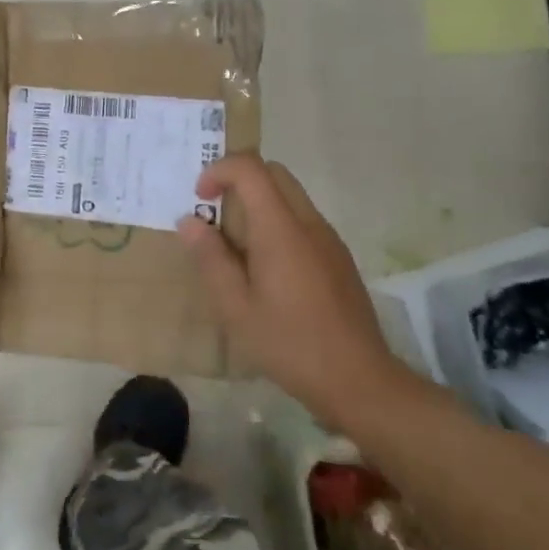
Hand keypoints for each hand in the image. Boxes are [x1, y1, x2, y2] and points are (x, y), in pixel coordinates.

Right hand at [177, 154, 415, 430]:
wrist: (359, 380)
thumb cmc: (289, 344)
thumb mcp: (235, 308)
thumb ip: (211, 258)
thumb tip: (190, 221)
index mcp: (280, 229)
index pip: (250, 169)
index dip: (218, 171)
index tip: (200, 199)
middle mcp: (308, 223)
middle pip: (273, 172)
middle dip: (238, 180)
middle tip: (215, 214)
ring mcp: (329, 239)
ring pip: (290, 195)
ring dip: (258, 202)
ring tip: (236, 246)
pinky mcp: (338, 257)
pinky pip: (303, 219)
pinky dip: (277, 222)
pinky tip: (267, 269)